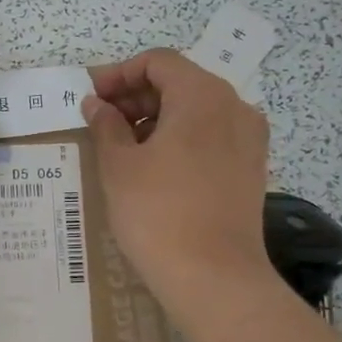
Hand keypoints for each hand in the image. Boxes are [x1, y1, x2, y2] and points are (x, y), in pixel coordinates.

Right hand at [83, 48, 271, 305]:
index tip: (90, 96)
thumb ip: (105, 125)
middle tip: (99, 120)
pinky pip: (211, 135)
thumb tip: (97, 104)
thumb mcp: (119, 166)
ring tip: (120, 145)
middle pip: (179, 82)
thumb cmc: (158, 213)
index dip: (118, 73)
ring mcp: (248, 139)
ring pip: (196, 110)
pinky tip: (152, 165)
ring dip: (155, 117)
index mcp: (202, 95)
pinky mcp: (251, 168)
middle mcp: (234, 107)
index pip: (157, 62)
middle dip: (135, 95)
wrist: (214, 279)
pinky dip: (179, 137)